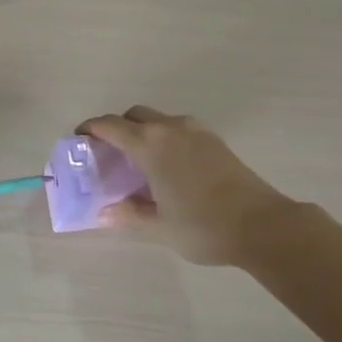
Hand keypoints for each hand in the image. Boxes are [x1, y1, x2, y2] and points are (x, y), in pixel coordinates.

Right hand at [76, 106, 296, 266]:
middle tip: (108, 152)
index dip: (90, 128)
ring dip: (142, 131)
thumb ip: (129, 215)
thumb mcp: (159, 226)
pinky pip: (178, 129)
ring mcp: (196, 131)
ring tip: (138, 161)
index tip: (79, 138)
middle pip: (134, 115)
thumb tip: (104, 213)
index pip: (110, 125)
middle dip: (117, 127)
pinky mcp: (214, 141)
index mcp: (150, 145)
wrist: (263, 225)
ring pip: (158, 119)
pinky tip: (167, 166)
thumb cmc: (203, 225)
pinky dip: (164, 138)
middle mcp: (170, 128)